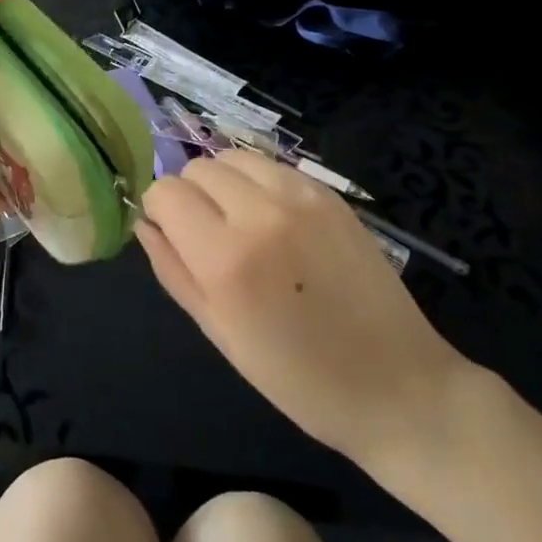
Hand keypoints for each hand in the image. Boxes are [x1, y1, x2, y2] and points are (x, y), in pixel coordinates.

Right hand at [136, 150, 473, 473]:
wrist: (395, 385)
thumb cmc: (296, 377)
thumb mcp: (219, 333)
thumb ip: (173, 270)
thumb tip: (145, 224)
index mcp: (226, 257)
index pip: (165, 192)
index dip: (160, 212)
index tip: (174, 236)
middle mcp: (260, 212)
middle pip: (196, 167)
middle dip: (190, 196)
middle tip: (209, 237)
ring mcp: (300, 196)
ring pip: (232, 157)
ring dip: (224, 183)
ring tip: (242, 224)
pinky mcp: (329, 193)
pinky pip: (272, 166)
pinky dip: (259, 183)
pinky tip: (276, 221)